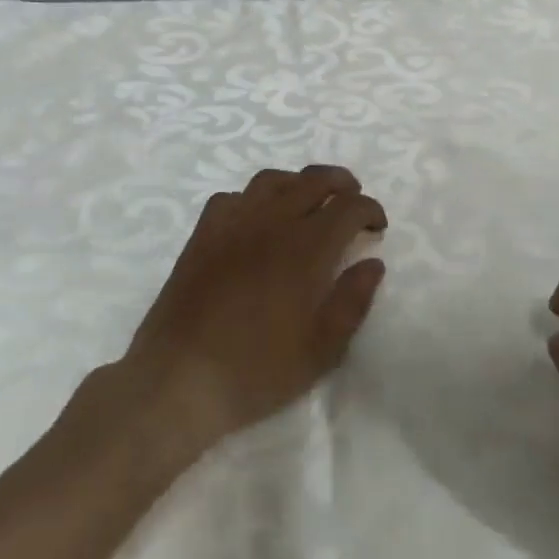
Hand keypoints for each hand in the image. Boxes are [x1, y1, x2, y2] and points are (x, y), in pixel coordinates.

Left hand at [120, 166, 387, 455]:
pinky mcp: (203, 234)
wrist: (180, 378)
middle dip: (342, 184)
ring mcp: (233, 224)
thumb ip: (353, 300)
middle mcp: (272, 222)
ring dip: (299, 183)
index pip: (349, 207)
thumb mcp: (322, 349)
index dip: (370, 210)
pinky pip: (233, 197)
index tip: (377, 227)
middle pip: (314, 180)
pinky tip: (257, 221)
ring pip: (272, 180)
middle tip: (353, 201)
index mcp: (307, 248)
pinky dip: (254, 199)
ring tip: (309, 202)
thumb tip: (373, 263)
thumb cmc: (257, 369)